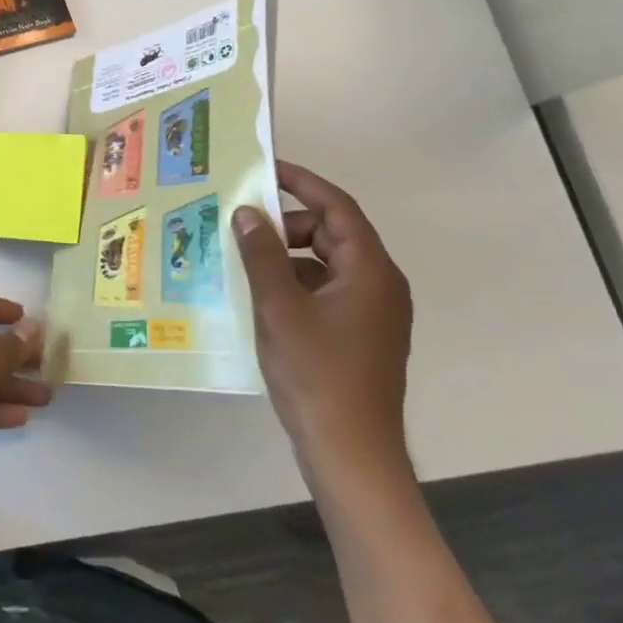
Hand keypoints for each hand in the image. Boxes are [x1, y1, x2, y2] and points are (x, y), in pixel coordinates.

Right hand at [231, 162, 412, 485]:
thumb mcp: (279, 306)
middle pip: (331, 234)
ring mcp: (372, 314)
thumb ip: (261, 253)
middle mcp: (379, 285)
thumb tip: (247, 212)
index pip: (337, 207)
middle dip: (287, 224)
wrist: (350, 454)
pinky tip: (260, 295)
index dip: (302, 182)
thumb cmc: (317, 373)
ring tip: (244, 259)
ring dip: (286, 255)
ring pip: (326, 263)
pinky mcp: (359, 336)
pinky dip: (295, 283)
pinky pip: (325, 290)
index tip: (265, 168)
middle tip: (242, 224)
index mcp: (370, 271)